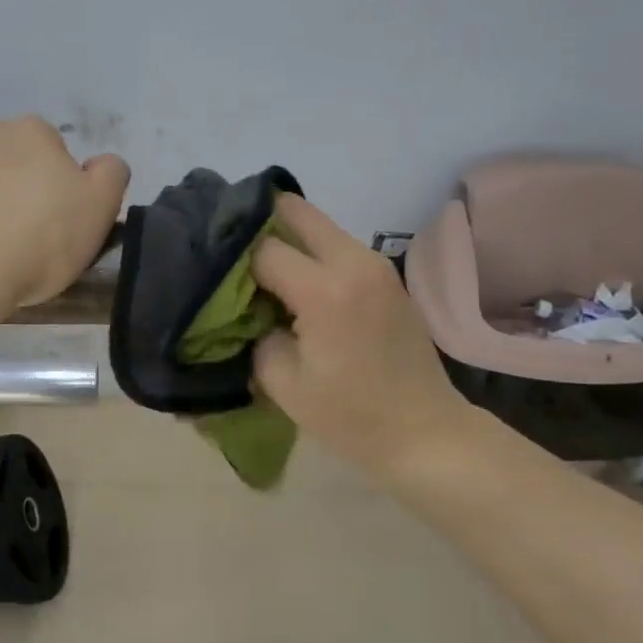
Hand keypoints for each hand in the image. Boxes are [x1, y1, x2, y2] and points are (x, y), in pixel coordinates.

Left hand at [0, 117, 129, 329]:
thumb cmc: (36, 246)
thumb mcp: (99, 211)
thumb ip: (110, 175)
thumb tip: (100, 163)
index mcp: (33, 134)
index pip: (52, 153)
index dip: (54, 189)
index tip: (51, 225)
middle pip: (4, 159)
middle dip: (9, 188)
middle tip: (14, 238)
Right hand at [251, 194, 473, 480]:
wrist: (425, 433)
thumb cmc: (350, 416)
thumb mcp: (283, 382)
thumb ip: (255, 331)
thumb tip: (247, 306)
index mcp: (325, 290)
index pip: (263, 249)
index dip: (235, 263)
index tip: (217, 280)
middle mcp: (354, 262)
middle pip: (294, 209)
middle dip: (259, 225)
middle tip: (236, 256)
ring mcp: (376, 264)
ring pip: (317, 225)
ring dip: (288, 240)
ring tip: (264, 274)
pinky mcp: (386, 275)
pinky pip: (337, 246)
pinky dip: (311, 255)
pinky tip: (296, 287)